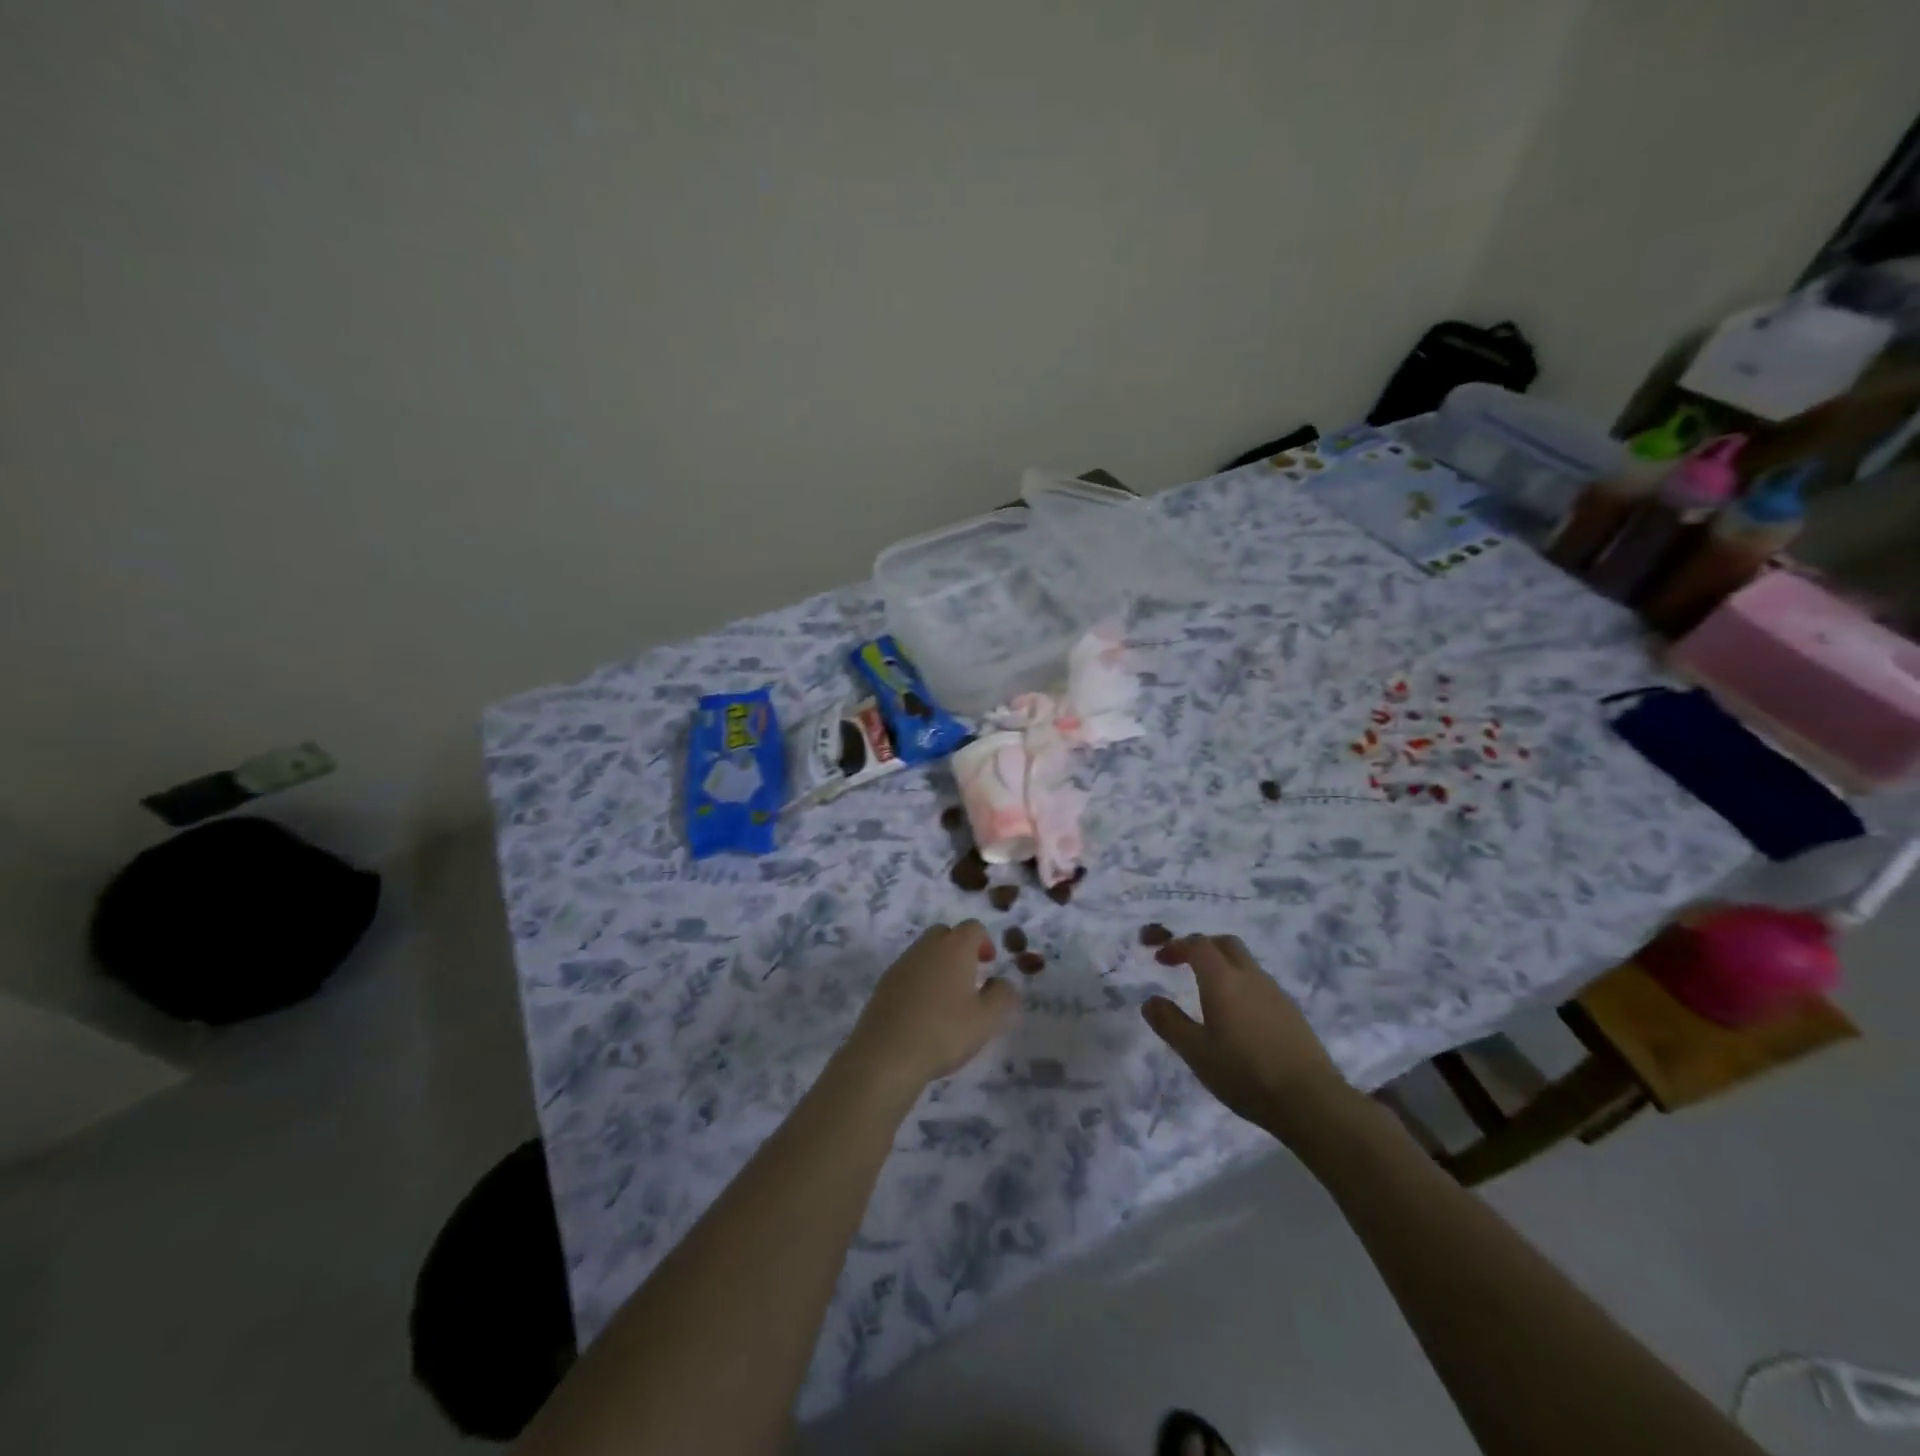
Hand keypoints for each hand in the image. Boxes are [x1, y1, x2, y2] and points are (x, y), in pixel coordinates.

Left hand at [840, 922, 1018, 1096]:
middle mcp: (926, 948)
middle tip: (969, 979)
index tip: (989, 966)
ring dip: (938, 966)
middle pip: (945, 934)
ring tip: (947, 1000)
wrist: (886, 1055)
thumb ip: (1003, 996)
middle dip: (959, 949)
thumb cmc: (944, 1032)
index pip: (973, 927)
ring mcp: (901, 964)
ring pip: (924, 952)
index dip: (985, 942)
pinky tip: (923, 1013)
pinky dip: (919, 982)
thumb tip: (1002, 983)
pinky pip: (908, 972)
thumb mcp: (988, 1019)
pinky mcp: (883, 984)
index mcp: (954, 948)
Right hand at [1141, 934, 1351, 1134]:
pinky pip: (1260, 984)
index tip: (1160, 959)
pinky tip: (1238, 1016)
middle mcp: (1250, 977)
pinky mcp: (1291, 1012)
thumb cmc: (1244, 1073)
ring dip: (1223, 966)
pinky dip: (1242, 985)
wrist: (1311, 1100)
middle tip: (1184, 964)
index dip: (1176, 945)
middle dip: (1202, 946)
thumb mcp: (1196, 1053)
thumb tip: (1150, 1001)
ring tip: (1208, 993)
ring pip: (1246, 963)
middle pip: (1225, 944)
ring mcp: (1275, 993)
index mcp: (1223, 980)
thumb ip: (1170, 1023)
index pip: (1198, 945)